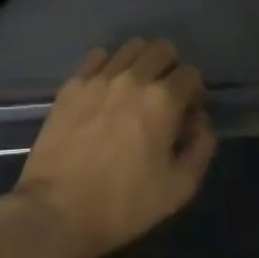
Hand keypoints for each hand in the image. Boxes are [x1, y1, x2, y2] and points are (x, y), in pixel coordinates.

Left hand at [9, 38, 216, 257]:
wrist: (57, 211)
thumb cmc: (123, 204)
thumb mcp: (179, 188)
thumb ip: (201, 148)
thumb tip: (200, 120)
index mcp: (163, 100)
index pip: (191, 74)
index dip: (194, 92)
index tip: (186, 113)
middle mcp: (133, 78)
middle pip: (162, 48)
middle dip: (170, 68)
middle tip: (163, 97)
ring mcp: (99, 77)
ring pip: (131, 47)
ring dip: (141, 62)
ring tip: (134, 90)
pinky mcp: (72, 84)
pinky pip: (98, 56)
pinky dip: (109, 65)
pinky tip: (105, 90)